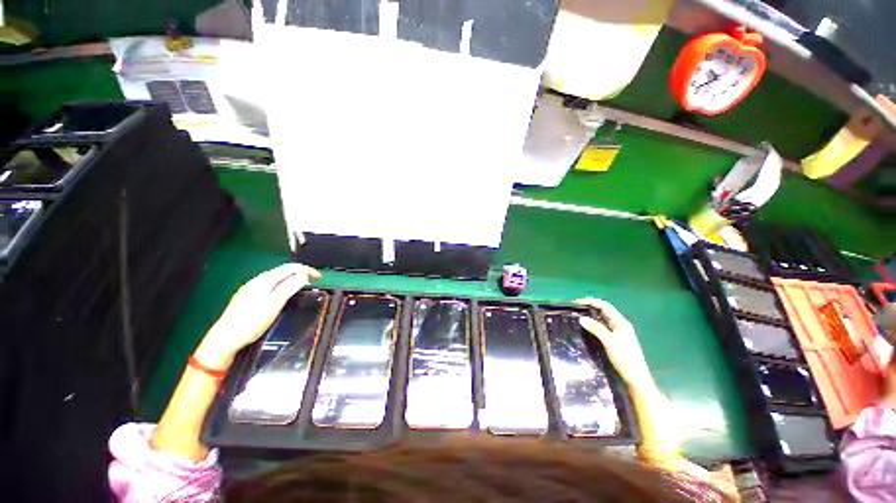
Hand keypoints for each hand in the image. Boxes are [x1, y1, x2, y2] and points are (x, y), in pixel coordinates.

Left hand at [194, 263, 320, 367]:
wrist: (225, 339)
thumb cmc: (252, 321)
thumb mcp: (275, 303)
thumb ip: (290, 287)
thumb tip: (304, 275)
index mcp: (265, 280)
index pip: (290, 268)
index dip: (307, 270)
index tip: (319, 277)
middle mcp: (257, 281)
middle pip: (282, 271)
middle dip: (300, 273)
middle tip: (313, 282)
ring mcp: (250, 289)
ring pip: (276, 279)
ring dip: (291, 280)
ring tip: (301, 287)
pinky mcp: (247, 298)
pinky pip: (270, 286)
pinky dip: (282, 286)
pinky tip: (282, 295)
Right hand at [575, 298, 653, 386]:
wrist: (636, 377)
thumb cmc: (624, 358)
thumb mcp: (609, 341)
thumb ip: (596, 328)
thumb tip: (581, 318)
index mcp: (621, 322)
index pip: (605, 306)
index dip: (591, 302)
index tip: (577, 303)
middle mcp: (620, 325)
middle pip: (604, 311)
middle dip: (590, 307)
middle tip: (576, 309)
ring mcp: (618, 332)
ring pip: (603, 319)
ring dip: (592, 316)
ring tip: (579, 316)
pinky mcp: (615, 340)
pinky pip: (603, 327)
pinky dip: (594, 324)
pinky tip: (587, 328)